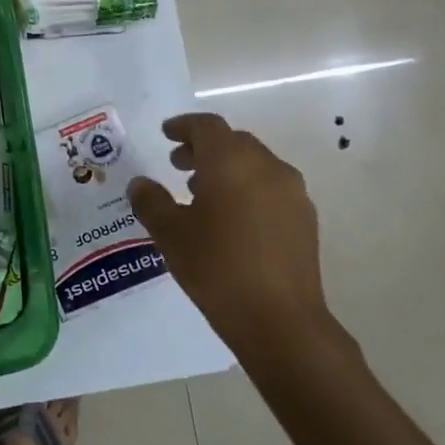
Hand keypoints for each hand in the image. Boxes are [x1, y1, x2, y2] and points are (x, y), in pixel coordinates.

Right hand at [128, 113, 352, 375]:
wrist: (279, 319)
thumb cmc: (216, 267)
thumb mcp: (170, 234)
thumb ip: (151, 201)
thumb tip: (140, 183)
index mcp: (231, 162)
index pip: (207, 126)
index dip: (184, 126)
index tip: (166, 133)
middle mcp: (266, 166)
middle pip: (233, 142)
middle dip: (204, 148)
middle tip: (178, 164)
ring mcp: (291, 192)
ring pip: (255, 164)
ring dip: (227, 169)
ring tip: (201, 193)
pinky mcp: (304, 218)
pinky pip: (270, 187)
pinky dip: (247, 188)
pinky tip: (231, 218)